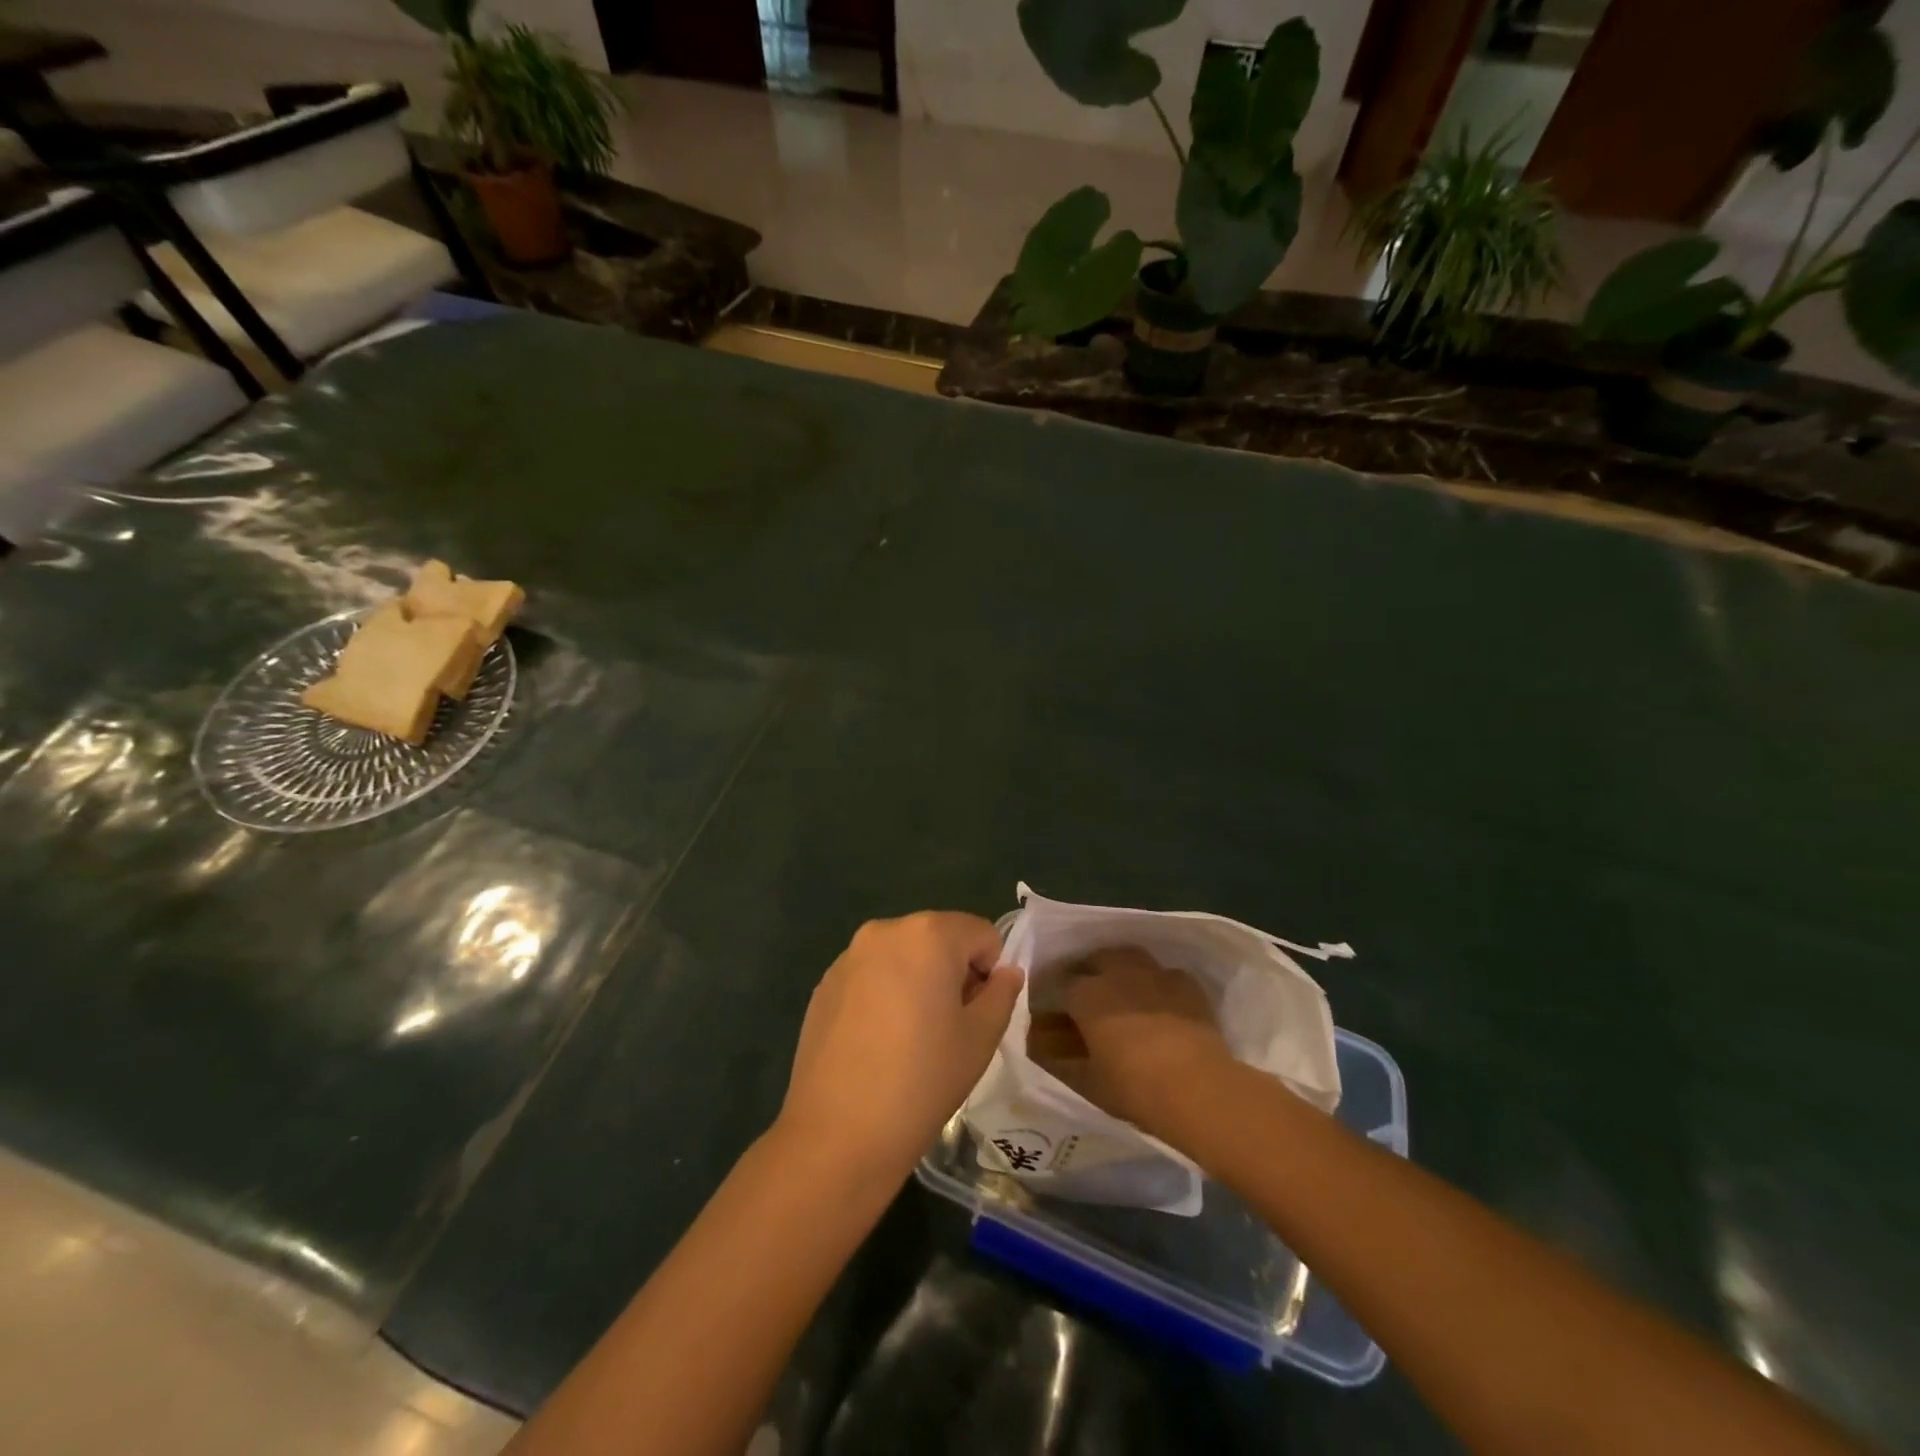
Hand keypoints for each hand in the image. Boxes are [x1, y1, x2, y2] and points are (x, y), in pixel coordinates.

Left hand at [776, 912, 1022, 1187]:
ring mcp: (849, 956)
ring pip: (903, 956)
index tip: (978, 1014)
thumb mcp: (980, 1038)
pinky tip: (877, 1043)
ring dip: (917, 981)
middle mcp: (885, 930)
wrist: (838, 1133)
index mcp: (928, 934)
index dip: (990, 972)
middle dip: (953, 972)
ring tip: (910, 1037)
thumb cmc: (923, 1079)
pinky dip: (884, 994)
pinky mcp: (824, 984)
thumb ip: (1001, 993)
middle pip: (939, 938)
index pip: (981, 934)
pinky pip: (871, 975)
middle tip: (949, 1027)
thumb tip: (1005, 972)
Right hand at [1051, 946, 1231, 1137]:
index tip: (1054, 1011)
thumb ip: (1060, 1062)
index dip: (1055, 997)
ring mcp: (1154, 973)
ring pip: (1130, 957)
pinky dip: (1157, 983)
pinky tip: (1160, 1002)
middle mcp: (1117, 973)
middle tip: (1088, 997)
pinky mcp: (1186, 984)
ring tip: (1123, 990)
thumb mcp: (1086, 1082)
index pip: (1059, 984)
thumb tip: (1041, 1050)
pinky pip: (1164, 974)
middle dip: (1088, 972)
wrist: (1197, 1088)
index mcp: (1085, 994)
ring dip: (1121, 968)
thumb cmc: (1133, 1087)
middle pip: (1095, 959)